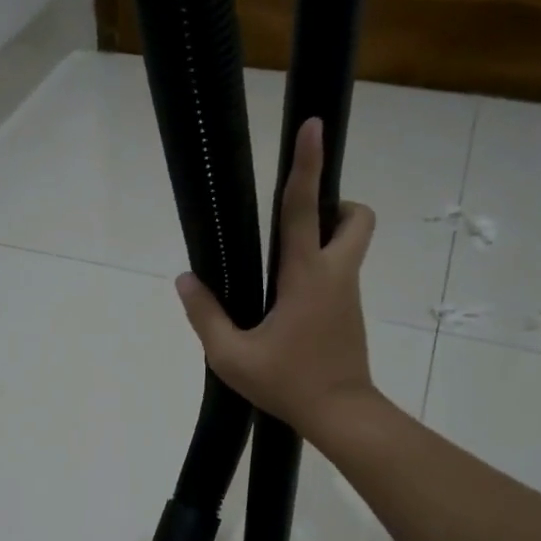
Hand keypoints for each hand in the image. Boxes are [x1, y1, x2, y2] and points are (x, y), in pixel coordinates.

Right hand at [176, 118, 379, 440]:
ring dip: (326, 237)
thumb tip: (185, 281)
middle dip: (335, 204)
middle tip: (298, 225)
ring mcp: (348, 293)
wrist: (341, 415)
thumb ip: (205, 315)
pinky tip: (288, 306)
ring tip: (280, 272)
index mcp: (306, 276)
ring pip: (351, 244)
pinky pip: (340, 273)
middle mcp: (335, 274)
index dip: (306, 164)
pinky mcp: (350, 312)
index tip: (313, 126)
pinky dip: (321, 269)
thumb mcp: (231, 356)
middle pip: (356, 216)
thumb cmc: (288, 383)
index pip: (305, 208)